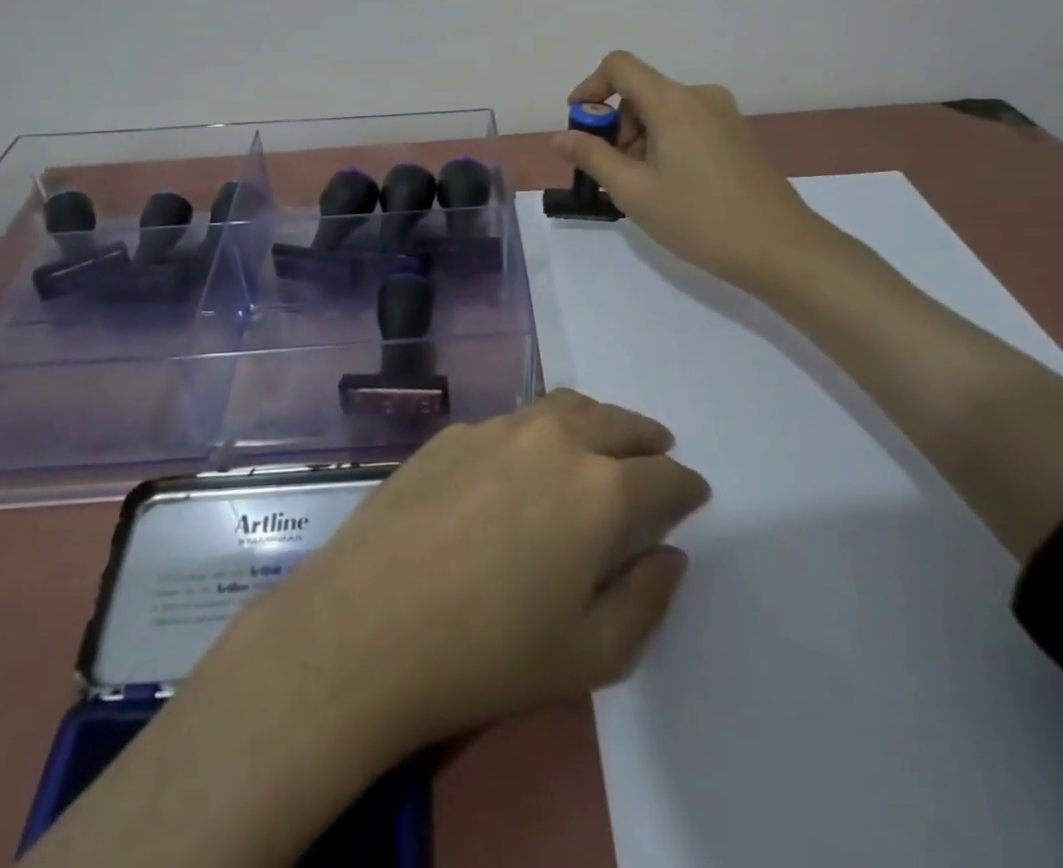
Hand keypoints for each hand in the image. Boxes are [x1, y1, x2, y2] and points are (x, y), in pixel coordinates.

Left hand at [201, 390, 709, 761]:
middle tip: (656, 451)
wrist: (369, 625)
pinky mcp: (452, 433)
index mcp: (600, 490)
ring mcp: (497, 428)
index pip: (663, 476)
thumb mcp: (591, 654)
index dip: (685, 487)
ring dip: (593, 422)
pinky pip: (511, 423)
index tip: (692, 494)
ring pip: (563, 408)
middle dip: (646, 438)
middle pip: (617, 423)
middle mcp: (554, 441)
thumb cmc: (490, 653)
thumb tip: (670, 555)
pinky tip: (522, 463)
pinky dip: (536, 433)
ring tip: (598, 442)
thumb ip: (646, 600)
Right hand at [556, 49, 842, 290]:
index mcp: (673, 102)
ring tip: (640, 188)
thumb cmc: (699, 218)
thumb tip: (560, 137)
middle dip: (615, 127)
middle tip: (610, 174)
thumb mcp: (633, 191)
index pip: (619, 66)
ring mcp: (723, 115)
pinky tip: (667, 187)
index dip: (590, 87)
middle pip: (640, 93)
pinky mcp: (736, 135)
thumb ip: (592, 157)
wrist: (779, 248)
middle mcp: (700, 96)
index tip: (578, 125)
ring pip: (663, 112)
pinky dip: (664, 145)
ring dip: (639, 140)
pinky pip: (686, 125)